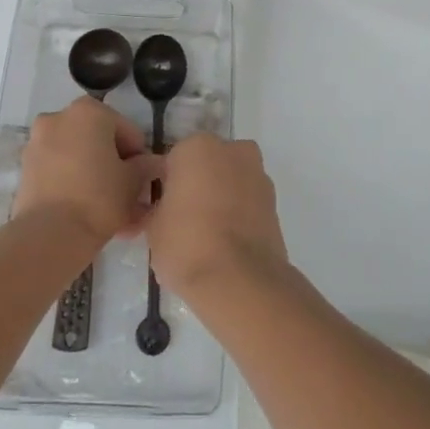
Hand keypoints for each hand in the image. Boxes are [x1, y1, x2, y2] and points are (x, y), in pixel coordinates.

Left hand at [13, 97, 161, 245]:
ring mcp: (38, 143)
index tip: (143, 182)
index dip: (139, 157)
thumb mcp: (133, 182)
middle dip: (115, 168)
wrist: (50, 234)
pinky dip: (74, 186)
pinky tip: (90, 214)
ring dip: (96, 178)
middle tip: (129, 197)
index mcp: (89, 111)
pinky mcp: (26, 169)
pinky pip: (59, 173)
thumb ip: (146, 167)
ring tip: (112, 213)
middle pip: (99, 142)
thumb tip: (154, 164)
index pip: (126, 131)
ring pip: (78, 158)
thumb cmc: (99, 197)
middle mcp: (60, 117)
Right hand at [146, 133, 288, 303]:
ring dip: (222, 197)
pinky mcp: (276, 202)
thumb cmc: (187, 244)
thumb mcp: (153, 228)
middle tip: (184, 219)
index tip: (162, 209)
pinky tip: (228, 242)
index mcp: (197, 147)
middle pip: (208, 164)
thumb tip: (162, 210)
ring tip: (208, 235)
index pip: (174, 160)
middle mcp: (232, 150)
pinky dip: (240, 214)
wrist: (240, 281)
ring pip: (231, 181)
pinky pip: (248, 202)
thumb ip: (157, 208)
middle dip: (198, 184)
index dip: (167, 185)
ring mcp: (258, 174)